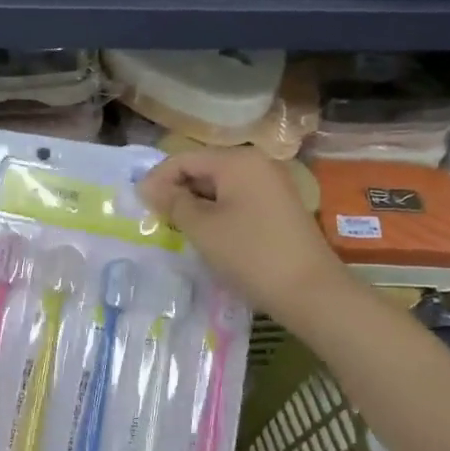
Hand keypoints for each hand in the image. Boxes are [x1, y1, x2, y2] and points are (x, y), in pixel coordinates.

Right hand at [138, 147, 341, 324]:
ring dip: (196, 205)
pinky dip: (217, 213)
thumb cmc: (251, 254)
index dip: (157, 180)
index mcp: (237, 161)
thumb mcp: (203, 228)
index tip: (138, 206)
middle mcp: (257, 164)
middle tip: (155, 220)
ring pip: (220, 187)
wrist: (311, 291)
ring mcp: (272, 185)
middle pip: (203, 169)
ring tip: (178, 231)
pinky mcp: (279, 207)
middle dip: (177, 192)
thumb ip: (172, 202)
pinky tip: (208, 236)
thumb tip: (147, 187)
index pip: (184, 159)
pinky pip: (238, 200)